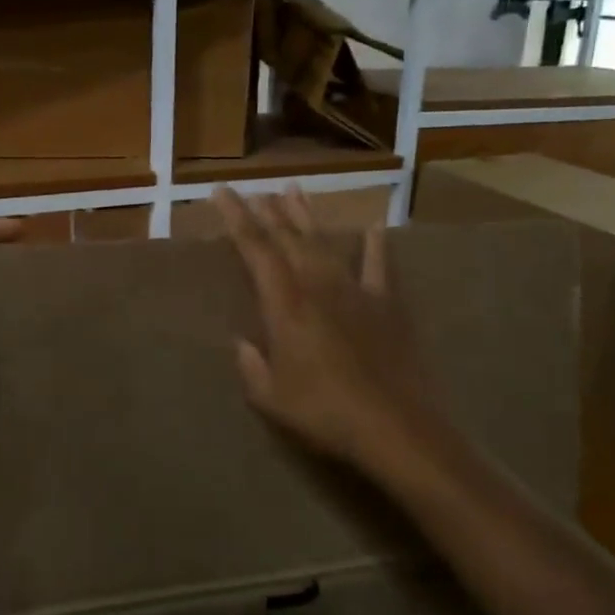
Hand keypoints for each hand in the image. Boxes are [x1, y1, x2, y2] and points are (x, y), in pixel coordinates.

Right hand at [217, 186, 454, 485]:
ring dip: (306, 216)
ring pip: (325, 242)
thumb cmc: (324, 412)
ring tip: (293, 190)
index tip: (221, 192)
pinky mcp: (386, 302)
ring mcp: (355, 290)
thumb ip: (252, 365)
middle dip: (268, 211)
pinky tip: (374, 227)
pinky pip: (379, 265)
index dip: (236, 217)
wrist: (393, 424)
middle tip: (255, 191)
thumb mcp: (271, 397)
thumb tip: (241, 343)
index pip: (255, 249)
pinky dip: (376, 245)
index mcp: (285, 304)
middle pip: (288, 238)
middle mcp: (317, 285)